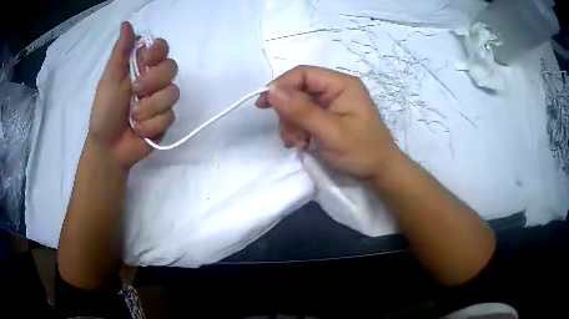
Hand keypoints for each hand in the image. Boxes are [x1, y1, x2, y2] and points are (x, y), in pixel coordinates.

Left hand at [89, 22, 178, 169]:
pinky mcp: (165, 120)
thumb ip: (120, 52)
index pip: (162, 48)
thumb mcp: (109, 78)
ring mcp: (161, 101)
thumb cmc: (105, 111)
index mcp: (141, 67)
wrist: (109, 147)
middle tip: (135, 93)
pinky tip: (139, 131)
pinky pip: (169, 116)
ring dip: (150, 107)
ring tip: (133, 118)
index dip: (158, 51)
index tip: (145, 61)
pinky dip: (151, 125)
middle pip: (172, 67)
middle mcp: (154, 80)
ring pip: (173, 93)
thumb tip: (126, 23)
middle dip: (153, 81)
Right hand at [256, 65, 400, 179]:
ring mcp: (331, 103)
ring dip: (292, 125)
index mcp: (341, 85)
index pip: (304, 74)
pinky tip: (301, 144)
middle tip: (291, 137)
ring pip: (297, 105)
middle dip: (289, 114)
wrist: (379, 172)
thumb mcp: (331, 132)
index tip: (264, 105)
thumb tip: (272, 91)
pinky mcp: (327, 116)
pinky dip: (298, 130)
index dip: (281, 86)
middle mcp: (335, 89)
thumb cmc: (361, 151)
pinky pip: (303, 117)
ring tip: (299, 144)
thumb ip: (302, 111)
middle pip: (298, 90)